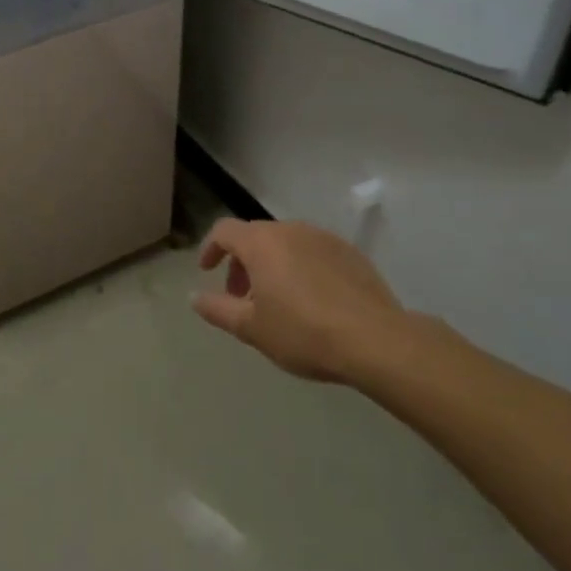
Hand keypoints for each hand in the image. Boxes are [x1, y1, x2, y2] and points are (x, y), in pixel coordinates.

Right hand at [193, 219, 412, 385]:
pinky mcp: (350, 252)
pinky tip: (312, 300)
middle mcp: (289, 230)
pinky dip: (302, 267)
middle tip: (243, 296)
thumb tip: (194, 297)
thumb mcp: (251, 328)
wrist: (376, 341)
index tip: (207, 271)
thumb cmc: (303, 332)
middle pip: (255, 236)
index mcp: (260, 242)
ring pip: (286, 243)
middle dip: (242, 262)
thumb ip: (217, 309)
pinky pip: (313, 252)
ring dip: (272, 264)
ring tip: (278, 300)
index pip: (224, 231)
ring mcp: (323, 238)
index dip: (211, 249)